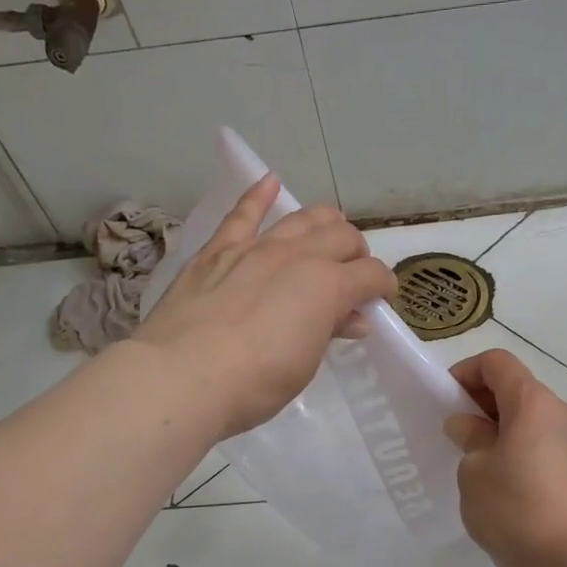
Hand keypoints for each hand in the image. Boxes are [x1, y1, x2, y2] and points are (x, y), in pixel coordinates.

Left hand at [132, 174, 396, 439]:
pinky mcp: (218, 251)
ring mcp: (256, 248)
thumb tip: (353, 317)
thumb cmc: (255, 383)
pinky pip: (243, 214)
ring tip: (331, 233)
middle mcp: (298, 256)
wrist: (182, 378)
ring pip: (302, 218)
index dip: (384, 287)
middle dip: (358, 253)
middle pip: (342, 237)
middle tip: (355, 275)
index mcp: (328, 286)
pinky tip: (270, 182)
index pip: (371, 275)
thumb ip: (329, 331)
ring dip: (324, 222)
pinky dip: (259, 195)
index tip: (382, 301)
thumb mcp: (304, 364)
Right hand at [444, 349, 566, 566]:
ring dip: (500, 429)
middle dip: (481, 403)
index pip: (497, 363)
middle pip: (516, 389)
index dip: (466, 372)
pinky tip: (501, 484)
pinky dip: (519, 450)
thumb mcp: (474, 471)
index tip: (445, 400)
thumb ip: (469, 439)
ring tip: (475, 462)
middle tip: (454, 433)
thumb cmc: (515, 508)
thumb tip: (469, 425)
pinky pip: (543, 445)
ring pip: (530, 420)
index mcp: (532, 402)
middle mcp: (560, 413)